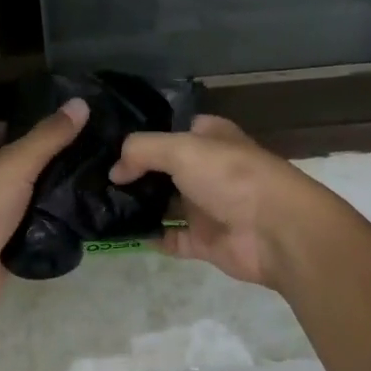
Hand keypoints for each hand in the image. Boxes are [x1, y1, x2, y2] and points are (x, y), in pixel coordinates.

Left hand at [0, 99, 89, 315]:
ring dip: (47, 196)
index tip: (58, 126)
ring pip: (22, 200)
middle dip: (42, 162)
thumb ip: (49, 135)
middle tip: (83, 155)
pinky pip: (28, 232)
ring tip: (88, 184)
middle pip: (11, 166)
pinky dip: (46, 228)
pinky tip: (75, 220)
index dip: (21, 125)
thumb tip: (81, 102)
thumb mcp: (17, 161)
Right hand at [109, 114, 326, 290]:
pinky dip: (148, 237)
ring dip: (137, 205)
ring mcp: (206, 207)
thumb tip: (115, 171)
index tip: (107, 142)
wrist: (277, 231)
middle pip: (164, 169)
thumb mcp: (182, 149)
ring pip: (164, 204)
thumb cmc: (232, 176)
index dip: (144, 135)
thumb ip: (142, 151)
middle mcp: (208, 169)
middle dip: (133, 173)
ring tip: (97, 204)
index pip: (173, 130)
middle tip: (93, 176)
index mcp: (210, 138)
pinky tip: (119, 233)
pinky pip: (169, 238)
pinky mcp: (204, 241)